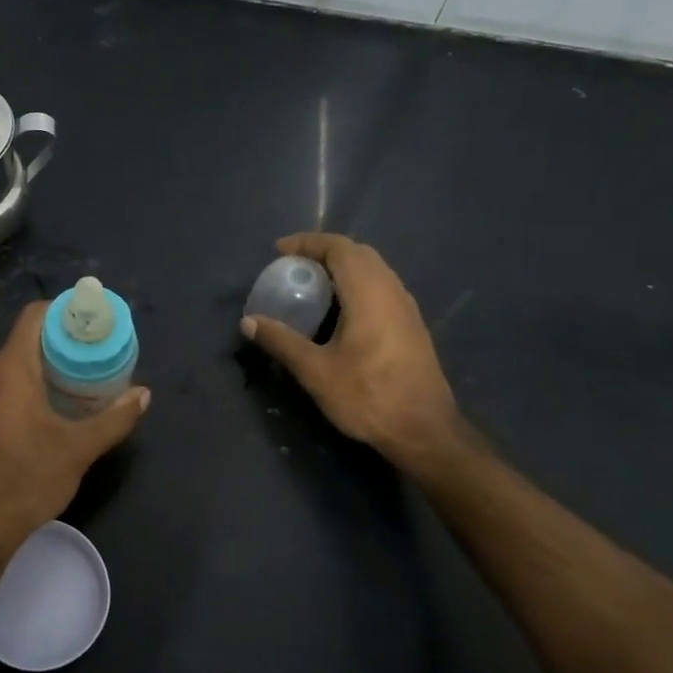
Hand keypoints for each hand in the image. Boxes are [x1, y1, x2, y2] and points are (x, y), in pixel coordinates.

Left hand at [0, 301, 148, 551]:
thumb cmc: (27, 480)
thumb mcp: (78, 449)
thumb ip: (114, 419)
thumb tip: (144, 395)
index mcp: (9, 369)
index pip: (34, 316)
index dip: (64, 311)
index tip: (92, 323)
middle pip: (25, 341)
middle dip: (60, 343)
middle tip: (95, 356)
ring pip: (12, 368)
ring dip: (43, 369)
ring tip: (78, 384)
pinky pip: (0, 389)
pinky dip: (25, 389)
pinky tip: (48, 413)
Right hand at [241, 233, 458, 463]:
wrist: (424, 430)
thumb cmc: (368, 397)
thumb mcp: (315, 371)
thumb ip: (281, 341)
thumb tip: (248, 322)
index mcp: (369, 294)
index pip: (340, 249)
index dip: (308, 243)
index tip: (279, 251)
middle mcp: (392, 291)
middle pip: (358, 254)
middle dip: (323, 252)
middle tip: (292, 266)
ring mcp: (405, 308)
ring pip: (373, 270)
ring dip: (341, 268)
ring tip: (310, 285)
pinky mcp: (410, 325)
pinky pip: (380, 287)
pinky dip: (354, 284)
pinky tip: (337, 310)